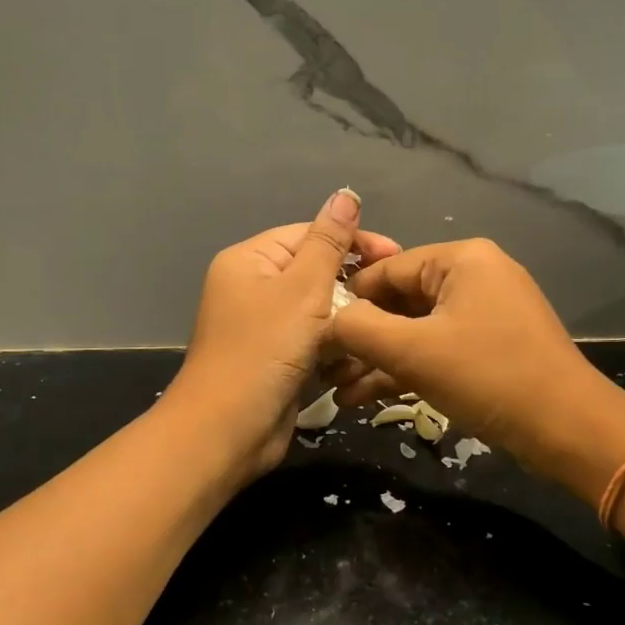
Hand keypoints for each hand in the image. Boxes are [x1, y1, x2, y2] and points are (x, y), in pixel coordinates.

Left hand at [165, 190, 400, 481]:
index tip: (396, 256)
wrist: (228, 431)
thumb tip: (346, 193)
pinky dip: (334, 351)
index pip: (309, 234)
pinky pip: (314, 343)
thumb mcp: (302, 289)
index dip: (353, 242)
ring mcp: (264, 327)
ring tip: (376, 335)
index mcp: (250, 261)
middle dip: (352, 289)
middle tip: (392, 303)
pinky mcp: (277, 360)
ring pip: (319, 312)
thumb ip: (329, 242)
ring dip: (346, 325)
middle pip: (316, 273)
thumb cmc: (264, 351)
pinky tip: (355, 362)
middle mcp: (253, 288)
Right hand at [331, 238, 624, 487]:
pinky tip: (366, 397)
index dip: (347, 300)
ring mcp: (486, 312)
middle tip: (324, 369)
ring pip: (417, 329)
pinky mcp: (492, 346)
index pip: (386, 269)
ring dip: (378, 360)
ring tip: (338, 392)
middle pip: (400, 300)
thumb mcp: (413, 351)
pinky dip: (407, 369)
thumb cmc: (488, 376)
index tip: (312, 332)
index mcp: (461, 259)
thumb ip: (359, 329)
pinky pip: (438, 348)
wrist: (569, 430)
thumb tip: (326, 321)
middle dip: (361, 338)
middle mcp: (475, 275)